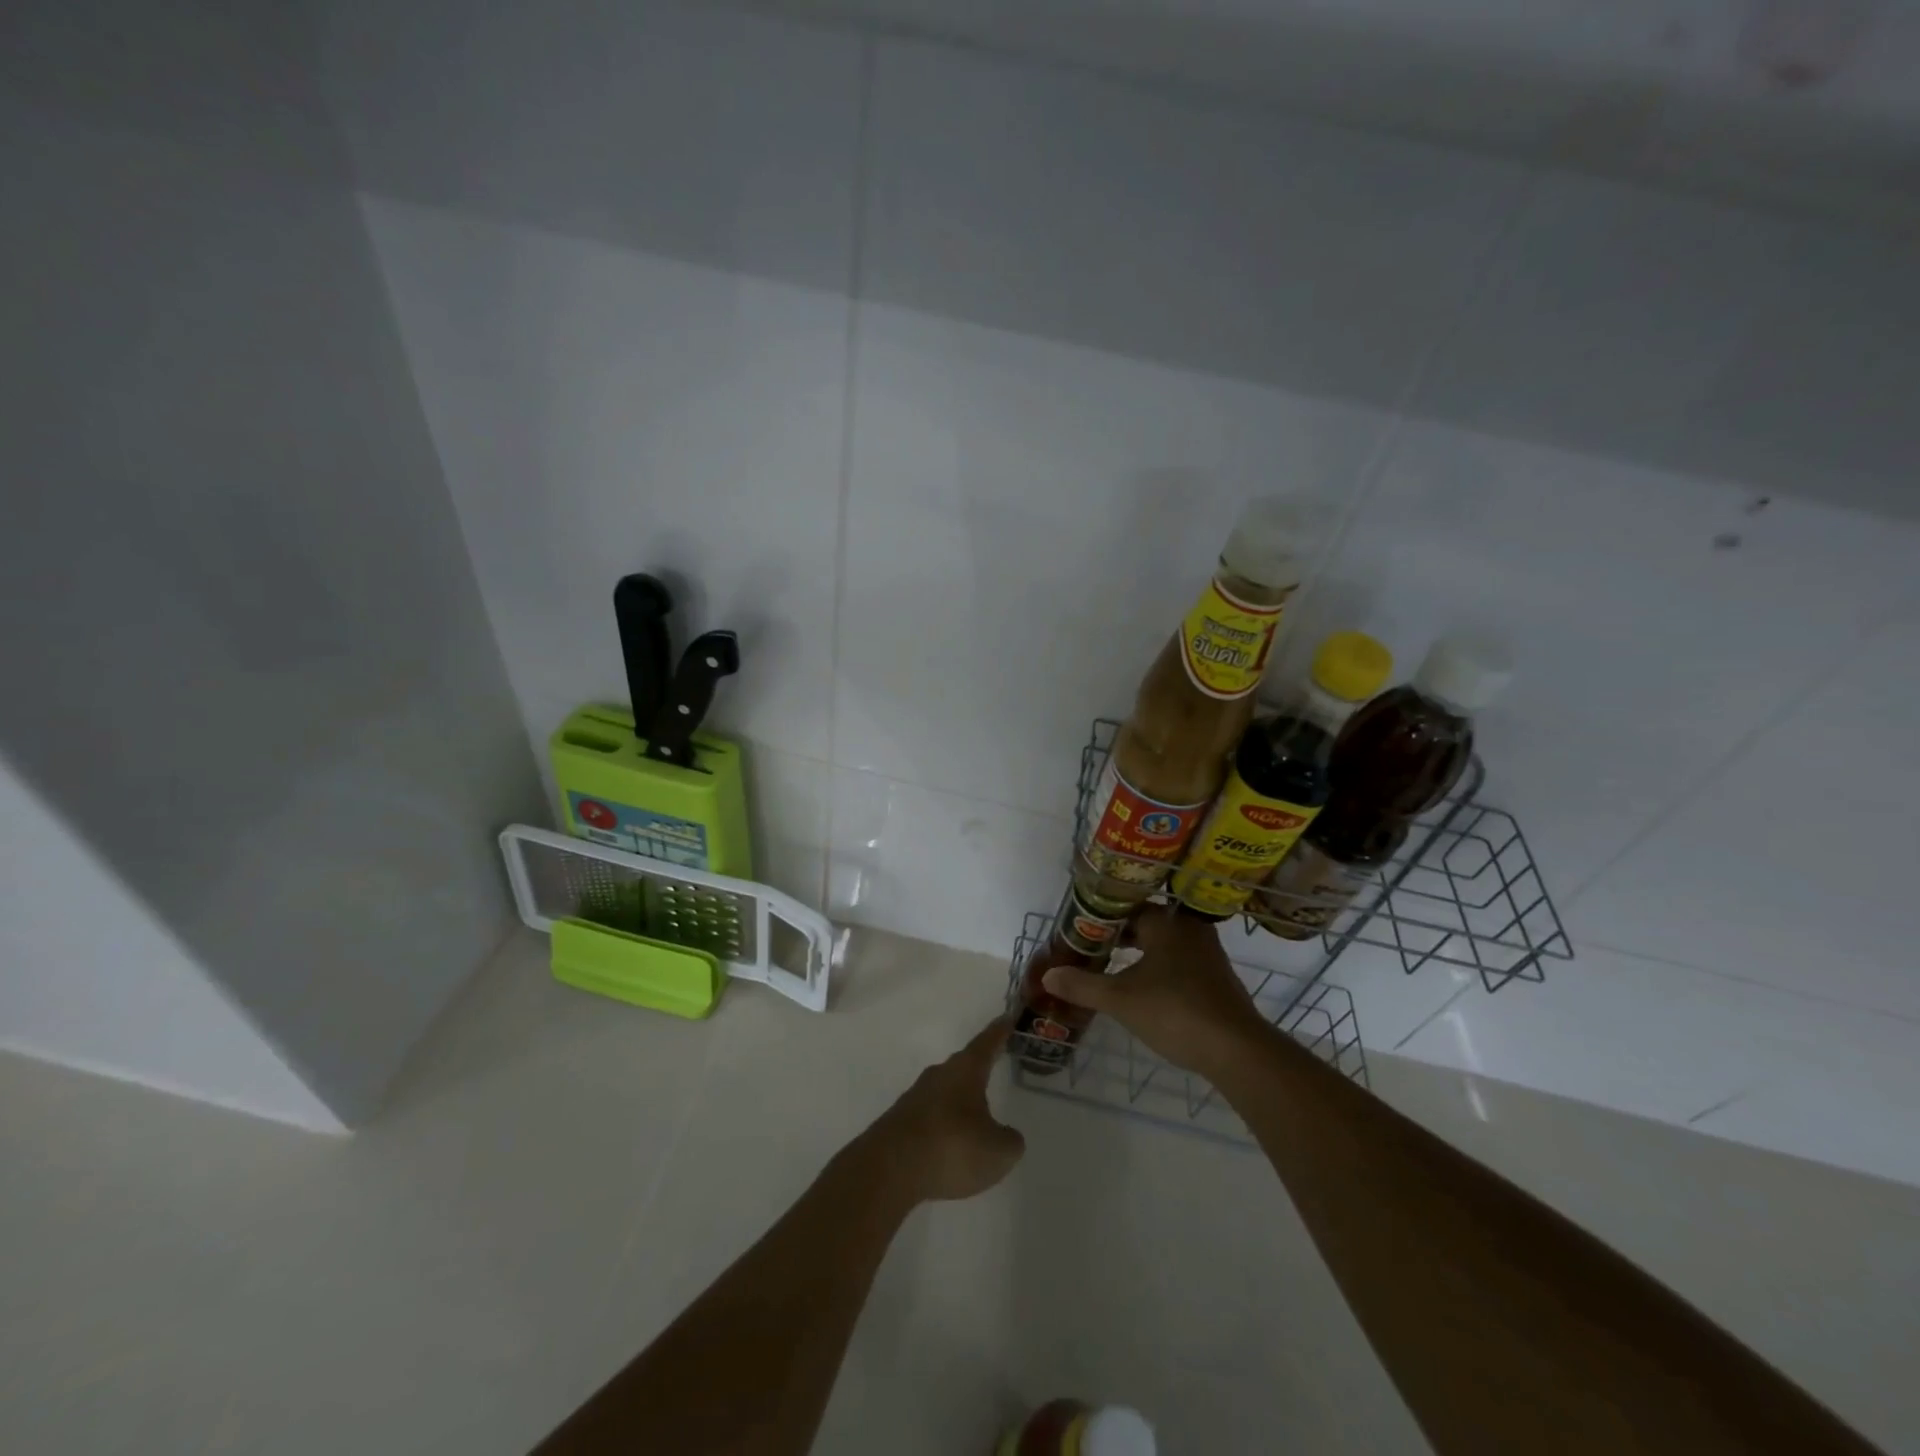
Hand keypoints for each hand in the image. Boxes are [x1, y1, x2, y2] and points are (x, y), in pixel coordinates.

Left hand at [863, 1018, 1025, 1203]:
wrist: (889, 1170)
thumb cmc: (952, 1148)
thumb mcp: (998, 1151)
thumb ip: (1009, 1141)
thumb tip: (1006, 1136)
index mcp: (965, 1071)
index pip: (986, 1043)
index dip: (999, 1031)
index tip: (1007, 1018)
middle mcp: (938, 1075)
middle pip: (963, 1066)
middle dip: (978, 1068)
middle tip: (994, 1065)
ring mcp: (915, 1098)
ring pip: (945, 1092)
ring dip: (959, 1101)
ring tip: (975, 1116)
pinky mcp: (899, 1122)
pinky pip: (930, 1116)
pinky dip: (943, 1126)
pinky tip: (949, 1146)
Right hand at [1042, 906, 1275, 1075]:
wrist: (1236, 1050)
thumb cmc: (1174, 1011)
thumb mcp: (1120, 999)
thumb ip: (1082, 985)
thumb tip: (1048, 975)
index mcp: (1166, 922)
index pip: (1127, 906)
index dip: (1102, 917)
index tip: (1080, 928)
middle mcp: (1189, 928)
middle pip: (1147, 923)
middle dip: (1120, 935)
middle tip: (1091, 947)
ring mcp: (1207, 953)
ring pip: (1164, 943)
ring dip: (1140, 952)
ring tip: (1112, 966)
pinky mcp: (1217, 978)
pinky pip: (1180, 961)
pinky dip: (1159, 968)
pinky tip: (1144, 987)